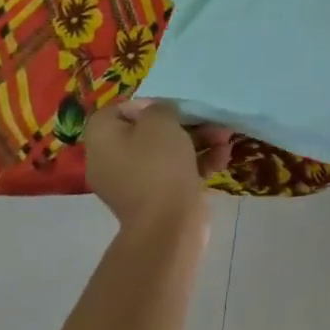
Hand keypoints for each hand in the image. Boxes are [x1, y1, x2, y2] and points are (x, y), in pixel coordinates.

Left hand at [85, 100, 233, 236]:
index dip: (145, 104)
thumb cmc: (159, 166)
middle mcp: (113, 160)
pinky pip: (176, 171)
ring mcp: (135, 181)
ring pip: (168, 151)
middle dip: (185, 123)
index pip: (117, 111)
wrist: (168, 225)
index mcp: (103, 140)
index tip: (171, 105)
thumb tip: (159, 113)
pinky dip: (198, 163)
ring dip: (199, 141)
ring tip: (225, 139)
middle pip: (148, 131)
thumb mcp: (160, 122)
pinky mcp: (157, 197)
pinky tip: (222, 158)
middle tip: (210, 120)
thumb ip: (159, 108)